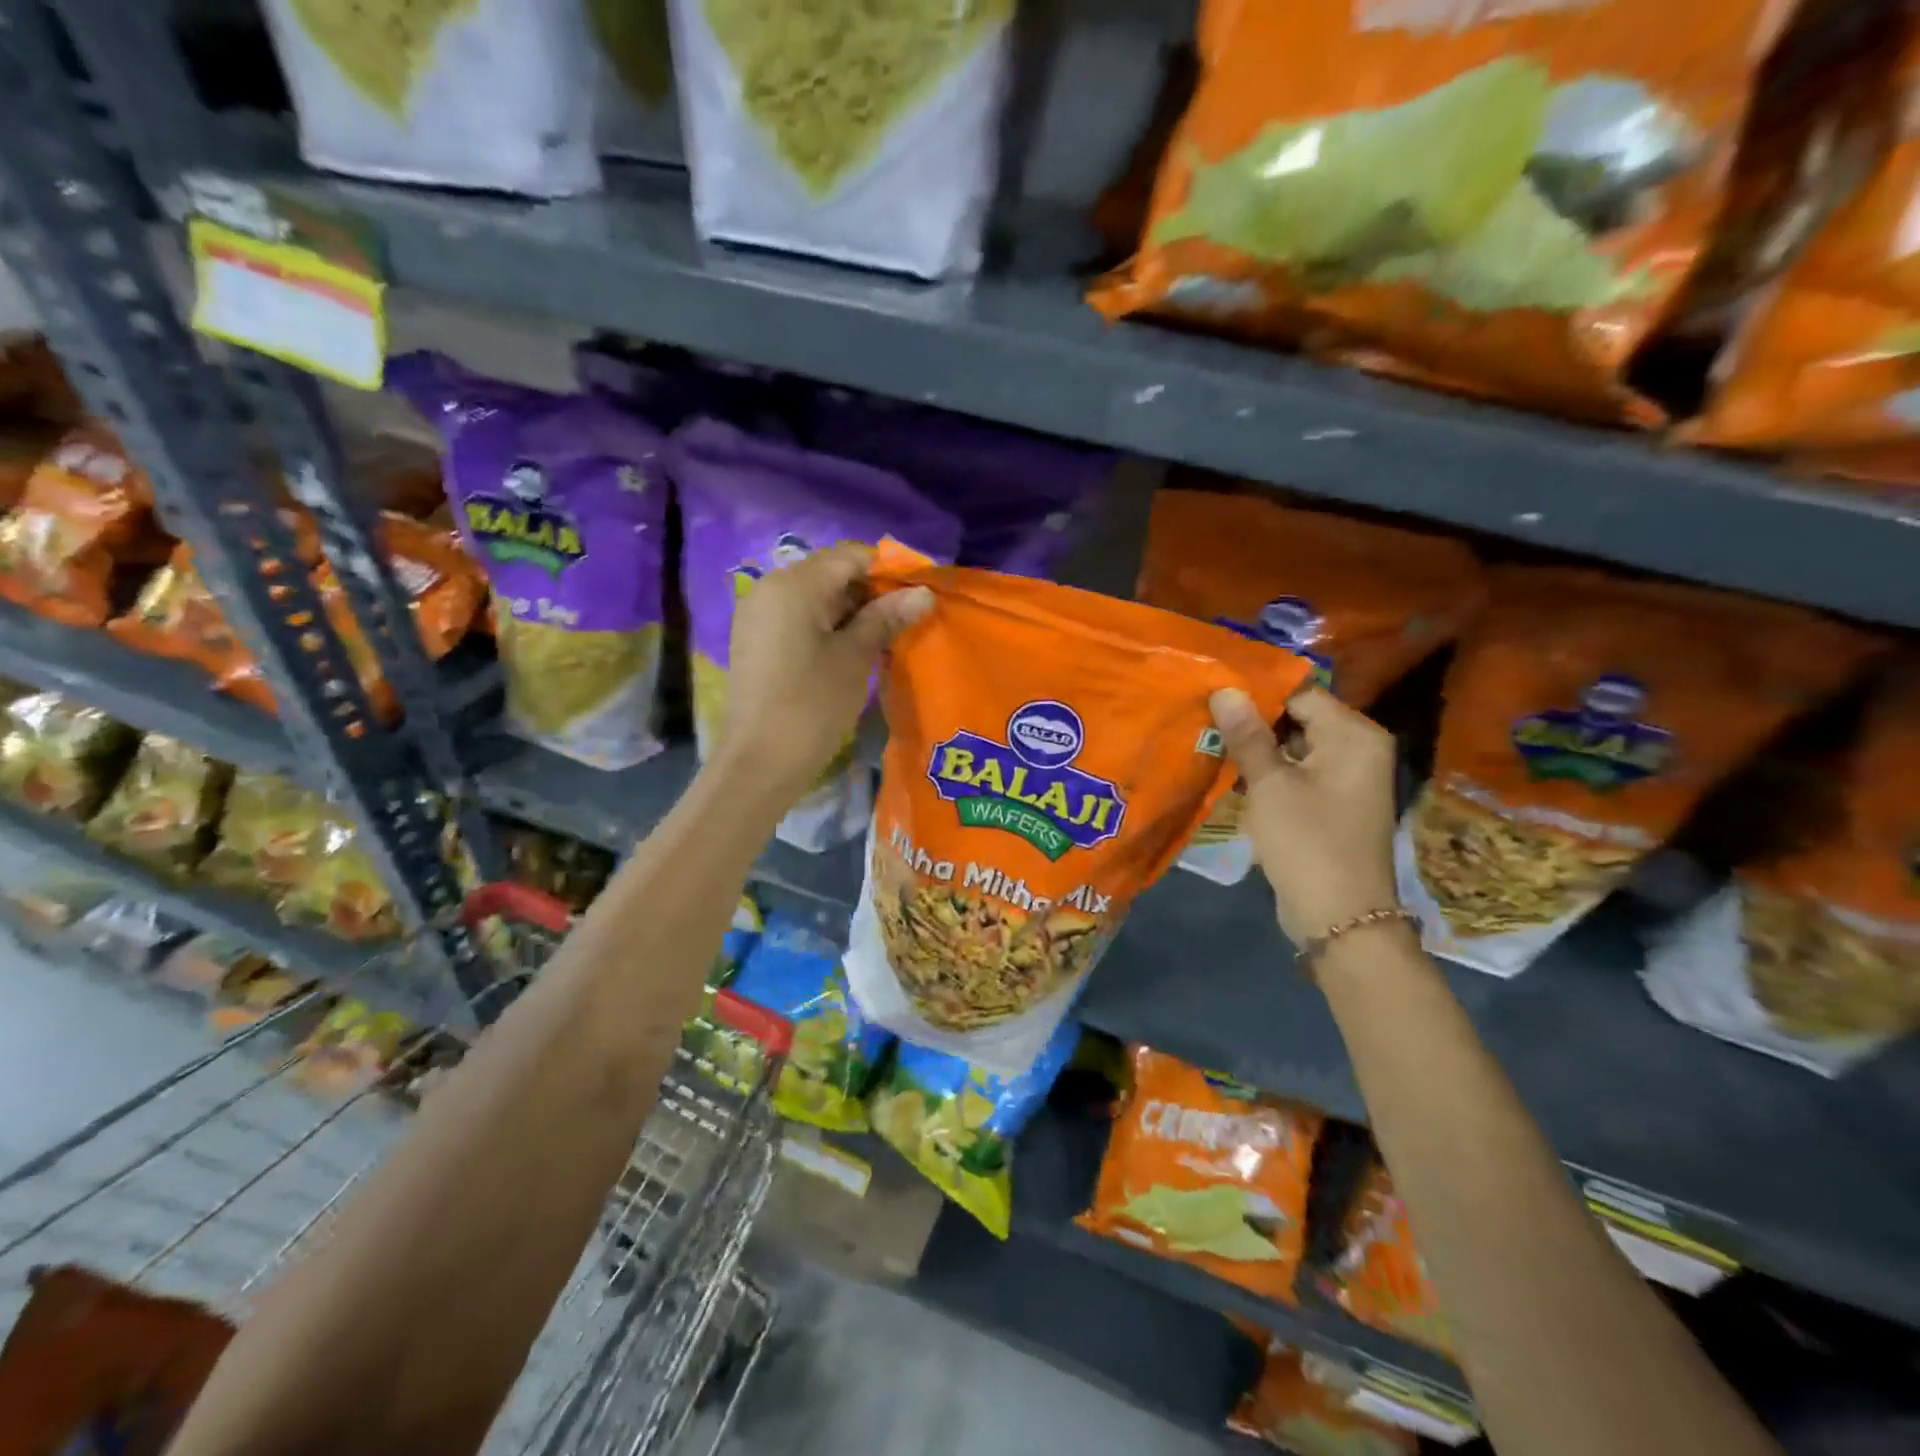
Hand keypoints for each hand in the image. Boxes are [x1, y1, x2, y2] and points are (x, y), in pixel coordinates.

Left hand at [713, 542, 931, 808]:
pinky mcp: (756, 640)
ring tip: (886, 636)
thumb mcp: (855, 658)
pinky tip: (853, 650)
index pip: (849, 556)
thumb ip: (886, 618)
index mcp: (794, 584)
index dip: (888, 569)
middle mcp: (770, 587)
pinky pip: (799, 617)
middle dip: (871, 591)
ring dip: (852, 610)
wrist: (758, 763)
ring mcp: (758, 614)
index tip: (919, 592)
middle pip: (830, 573)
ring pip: (815, 596)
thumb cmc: (812, 706)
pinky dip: (828, 625)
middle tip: (907, 618)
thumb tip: (922, 593)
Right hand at [1208, 686, 1400, 946]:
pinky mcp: (1333, 803)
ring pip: (1294, 747)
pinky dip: (1268, 771)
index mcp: (1354, 735)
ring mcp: (1347, 778)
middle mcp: (1358, 749)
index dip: (1256, 693)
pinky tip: (1231, 771)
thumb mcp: (1270, 785)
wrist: (1340, 917)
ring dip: (1256, 747)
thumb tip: (1225, 689)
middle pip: (1298, 718)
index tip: (1212, 692)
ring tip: (1209, 738)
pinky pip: (1297, 772)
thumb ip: (1247, 735)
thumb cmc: (1307, 842)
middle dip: (1253, 720)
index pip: (1300, 694)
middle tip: (1204, 715)